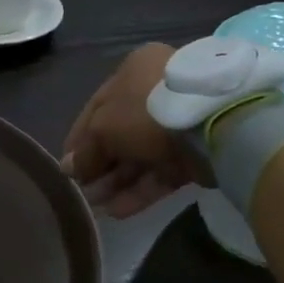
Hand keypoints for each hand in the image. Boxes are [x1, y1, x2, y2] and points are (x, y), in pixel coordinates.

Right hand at [61, 44, 208, 217]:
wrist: (217, 124)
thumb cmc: (147, 111)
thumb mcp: (104, 126)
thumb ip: (86, 150)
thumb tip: (71, 169)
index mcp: (133, 71)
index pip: (96, 107)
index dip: (77, 139)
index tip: (67, 167)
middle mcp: (157, 92)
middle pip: (119, 134)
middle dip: (100, 165)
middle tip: (84, 191)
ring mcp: (180, 122)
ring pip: (141, 155)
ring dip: (118, 182)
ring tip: (97, 207)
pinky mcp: (198, 152)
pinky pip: (163, 171)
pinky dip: (141, 190)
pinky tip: (119, 211)